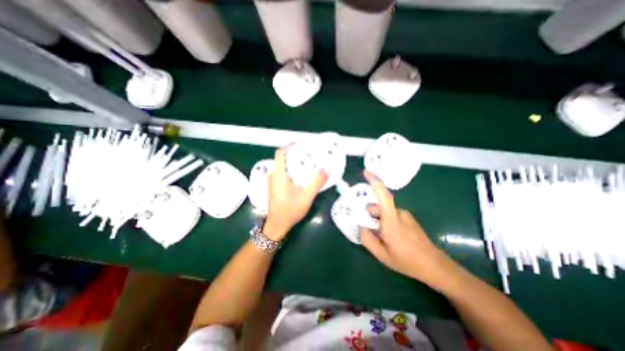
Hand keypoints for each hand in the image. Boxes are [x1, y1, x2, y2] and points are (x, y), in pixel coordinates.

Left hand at [263, 146, 328, 240]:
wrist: (277, 225)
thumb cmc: (289, 211)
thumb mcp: (306, 197)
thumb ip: (316, 183)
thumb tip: (326, 169)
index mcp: (278, 175)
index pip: (280, 153)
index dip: (290, 146)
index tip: (302, 144)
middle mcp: (273, 175)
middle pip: (283, 158)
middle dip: (296, 154)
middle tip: (310, 153)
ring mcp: (273, 181)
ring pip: (283, 166)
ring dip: (294, 162)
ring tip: (308, 162)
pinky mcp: (275, 186)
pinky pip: (283, 172)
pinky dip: (292, 169)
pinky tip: (302, 175)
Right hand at [359, 170, 457, 287]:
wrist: (435, 266)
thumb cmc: (407, 261)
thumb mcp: (382, 255)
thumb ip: (367, 239)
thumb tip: (361, 227)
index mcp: (392, 221)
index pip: (383, 196)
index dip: (375, 182)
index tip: (366, 172)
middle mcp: (399, 213)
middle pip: (379, 206)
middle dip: (369, 214)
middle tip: (367, 230)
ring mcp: (405, 215)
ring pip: (384, 211)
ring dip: (377, 220)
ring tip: (380, 237)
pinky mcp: (409, 218)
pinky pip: (391, 215)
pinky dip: (385, 221)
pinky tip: (388, 236)